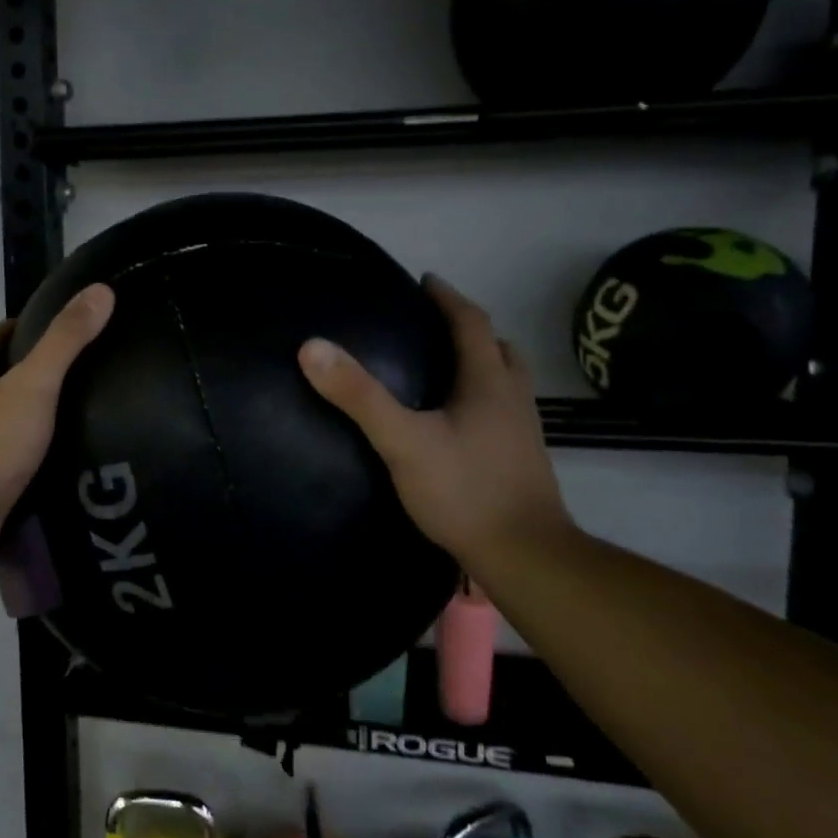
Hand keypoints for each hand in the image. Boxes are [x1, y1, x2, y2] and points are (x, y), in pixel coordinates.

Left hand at [0, 284, 114, 557]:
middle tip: (78, 369)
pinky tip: (61, 455)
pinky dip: (33, 448)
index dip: (20, 326)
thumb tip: (101, 291)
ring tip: (77, 412)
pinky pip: (11, 453)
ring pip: (5, 417)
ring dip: (33, 412)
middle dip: (30, 370)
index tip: (54, 323)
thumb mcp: (35, 382)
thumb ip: (66, 340)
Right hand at [297, 275, 572, 575]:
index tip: (425, 281)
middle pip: (498, 348)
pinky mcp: (522, 460)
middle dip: (469, 329)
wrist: (525, 556)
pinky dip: (483, 398)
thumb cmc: (464, 491)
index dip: (448, 298)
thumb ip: (359, 396)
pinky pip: (504, 410)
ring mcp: (523, 431)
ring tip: (445, 369)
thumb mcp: (402, 441)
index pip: (471, 322)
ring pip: (507, 381)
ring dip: (482, 363)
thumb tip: (312, 346)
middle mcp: (513, 398)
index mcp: (489, 382)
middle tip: (434, 326)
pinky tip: (458, 422)